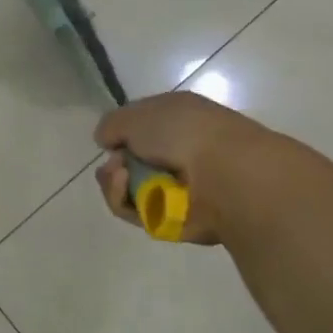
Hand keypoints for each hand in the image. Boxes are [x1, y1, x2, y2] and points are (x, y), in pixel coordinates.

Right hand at [93, 90, 277, 245]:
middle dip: (114, 163)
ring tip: (120, 177)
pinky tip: (126, 188)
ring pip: (128, 189)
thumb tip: (106, 141)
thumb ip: (112, 124)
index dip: (120, 134)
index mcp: (177, 121)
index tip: (111, 139)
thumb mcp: (137, 113)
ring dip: (114, 183)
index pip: (139, 129)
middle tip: (116, 164)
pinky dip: (123, 201)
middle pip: (129, 163)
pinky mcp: (173, 219)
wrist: (226, 174)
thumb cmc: (183, 132)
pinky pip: (135, 213)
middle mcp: (178, 154)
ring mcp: (177, 188)